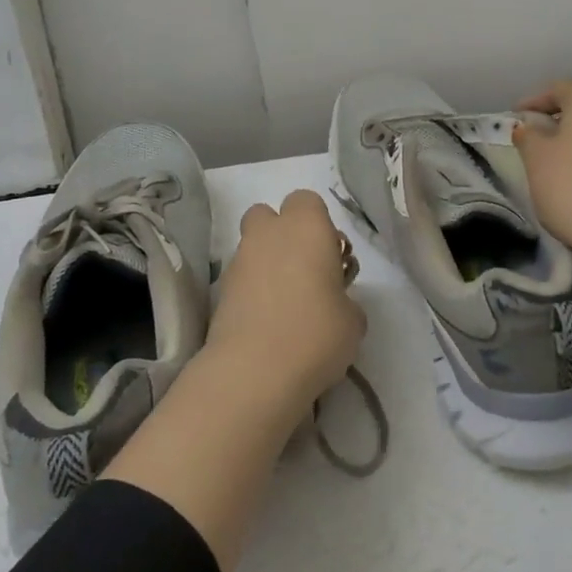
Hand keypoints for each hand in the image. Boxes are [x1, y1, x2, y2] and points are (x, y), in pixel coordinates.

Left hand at [210, 189, 365, 413]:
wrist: (254, 371)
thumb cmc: (317, 333)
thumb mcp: (353, 320)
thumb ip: (345, 300)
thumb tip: (334, 304)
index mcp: (306, 227)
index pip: (307, 201)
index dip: (318, 224)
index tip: (330, 257)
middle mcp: (268, 234)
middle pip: (269, 216)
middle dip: (283, 235)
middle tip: (304, 272)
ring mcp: (238, 261)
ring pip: (252, 247)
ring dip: (267, 265)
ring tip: (286, 306)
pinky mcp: (219, 291)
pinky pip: (240, 279)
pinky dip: (251, 291)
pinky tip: (267, 324)